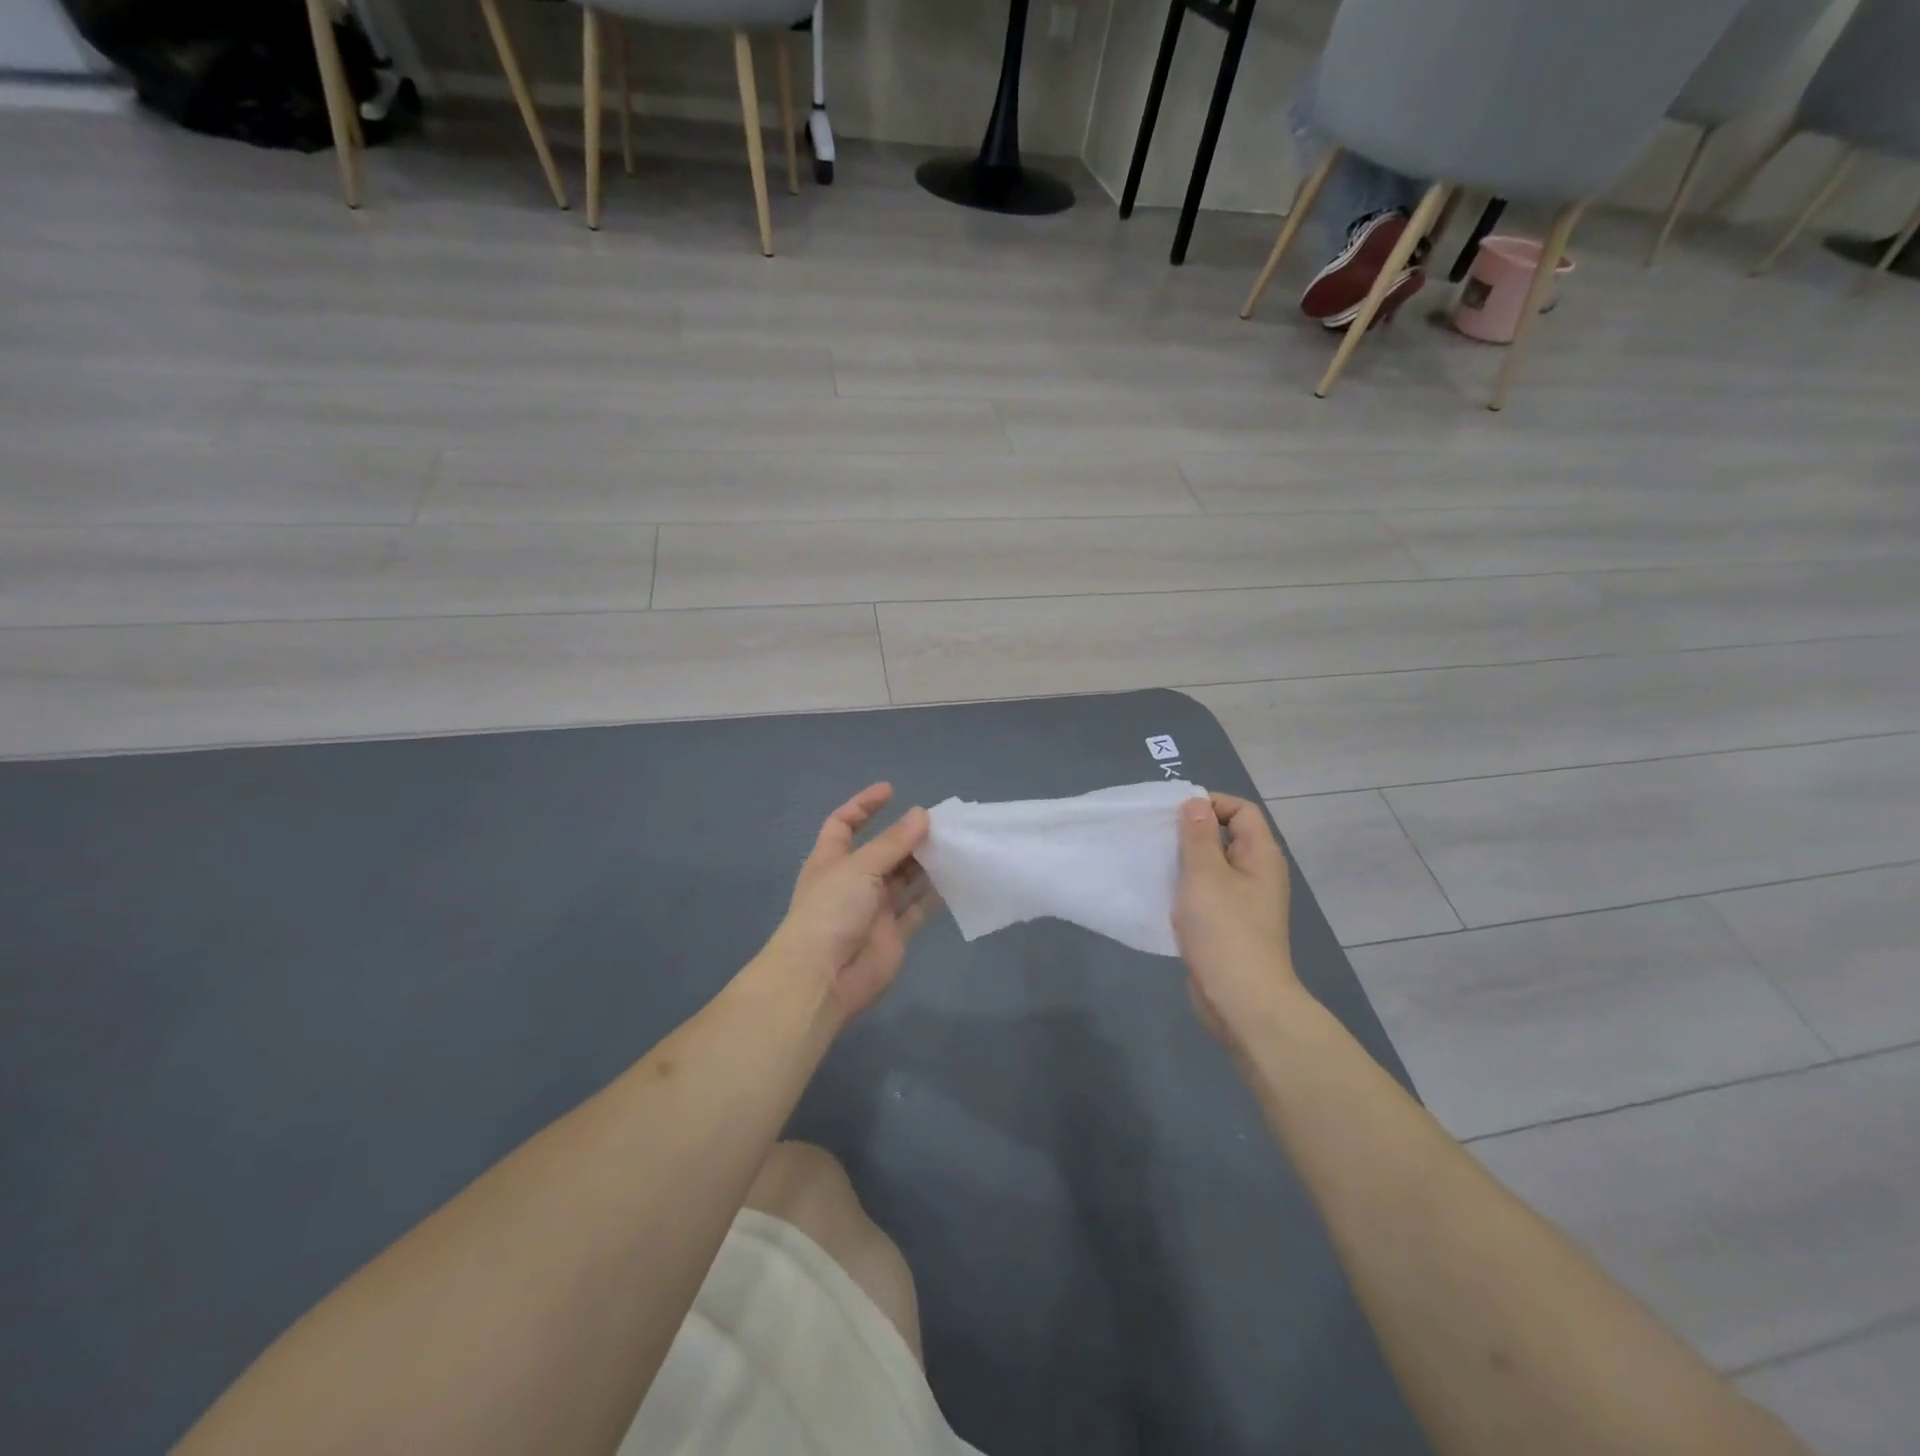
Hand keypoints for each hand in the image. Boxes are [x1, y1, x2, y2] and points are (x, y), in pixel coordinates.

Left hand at [765, 784, 937, 1022]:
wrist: (823, 978)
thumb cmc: (831, 911)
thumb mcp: (859, 867)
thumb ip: (893, 843)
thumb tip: (922, 814)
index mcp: (832, 860)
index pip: (844, 823)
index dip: (864, 805)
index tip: (892, 791)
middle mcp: (853, 881)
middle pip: (883, 851)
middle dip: (907, 836)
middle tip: (940, 824)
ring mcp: (874, 909)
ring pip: (904, 879)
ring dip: (925, 863)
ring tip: (954, 846)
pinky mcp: (894, 934)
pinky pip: (918, 909)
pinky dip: (935, 895)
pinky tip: (956, 878)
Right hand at [1174, 794, 1300, 1044]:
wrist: (1242, 1001)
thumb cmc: (1225, 931)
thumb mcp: (1205, 875)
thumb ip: (1198, 836)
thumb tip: (1195, 803)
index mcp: (1260, 856)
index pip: (1241, 810)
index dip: (1210, 804)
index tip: (1174, 817)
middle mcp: (1257, 873)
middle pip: (1226, 836)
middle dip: (1191, 833)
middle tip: (1157, 838)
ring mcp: (1244, 902)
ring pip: (1212, 867)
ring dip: (1185, 862)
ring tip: (1154, 864)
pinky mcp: (1229, 925)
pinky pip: (1206, 893)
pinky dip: (1185, 889)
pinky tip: (1161, 895)